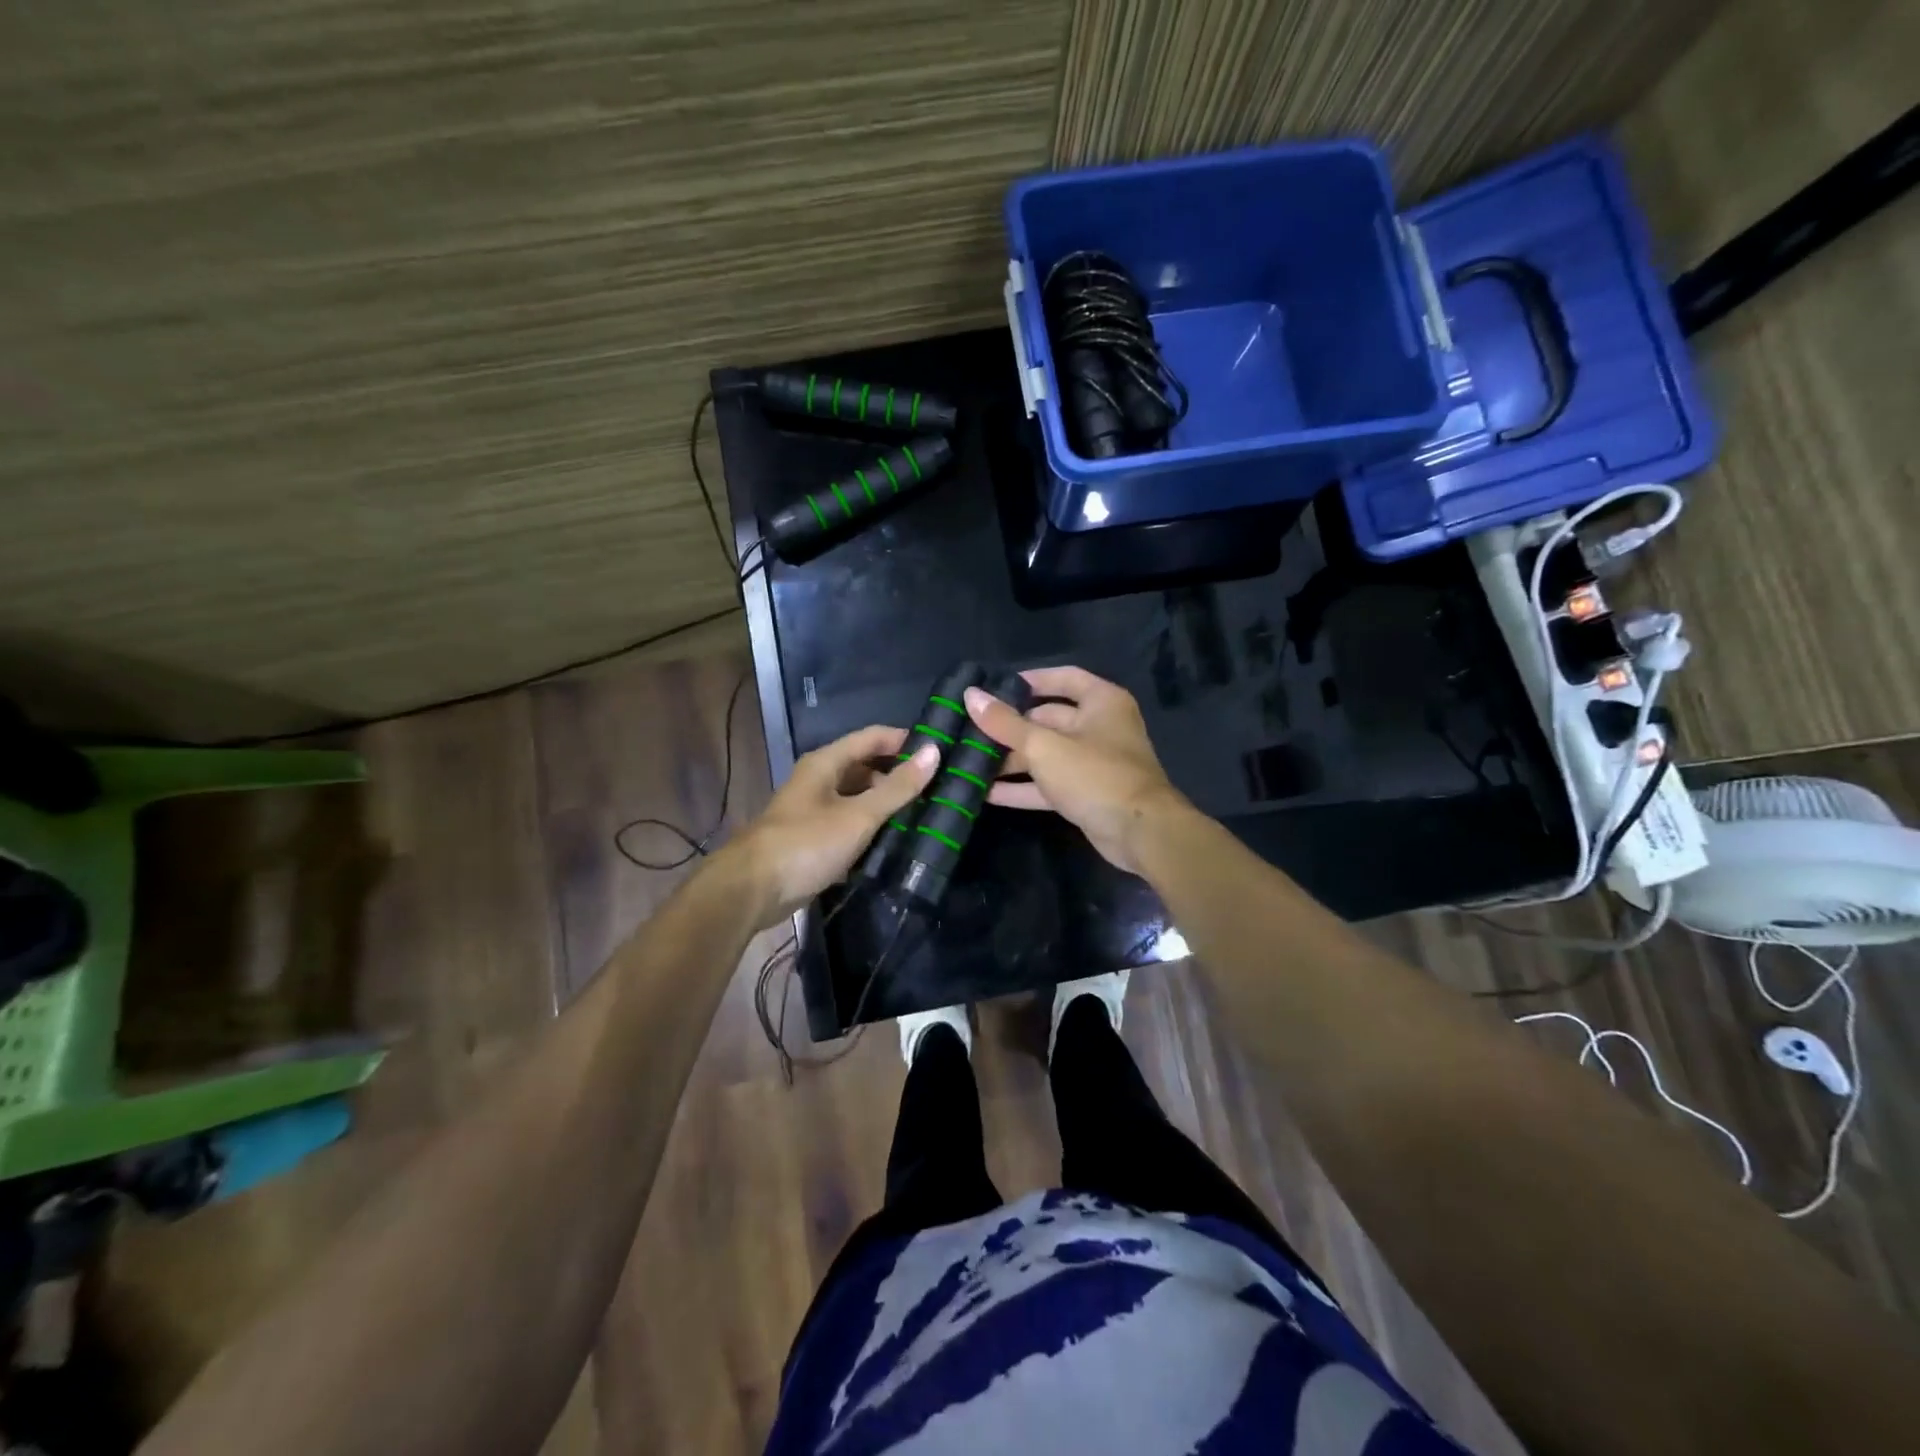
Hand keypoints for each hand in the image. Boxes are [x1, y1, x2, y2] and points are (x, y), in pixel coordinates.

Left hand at [730, 726, 939, 925]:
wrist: (752, 890)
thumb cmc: (807, 843)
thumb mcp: (859, 815)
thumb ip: (897, 787)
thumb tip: (934, 752)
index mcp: (826, 763)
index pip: (872, 737)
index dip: (904, 740)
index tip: (939, 751)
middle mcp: (818, 780)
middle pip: (864, 766)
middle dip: (897, 773)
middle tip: (937, 786)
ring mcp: (813, 810)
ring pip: (857, 796)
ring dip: (885, 803)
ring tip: (923, 813)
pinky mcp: (813, 839)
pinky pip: (849, 823)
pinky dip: (870, 827)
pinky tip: (894, 840)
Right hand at [963, 667, 1183, 874]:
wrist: (1140, 833)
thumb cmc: (1095, 775)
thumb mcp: (1044, 746)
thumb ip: (1005, 723)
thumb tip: (971, 695)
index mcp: (1101, 702)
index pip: (1063, 678)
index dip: (1030, 680)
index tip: (994, 687)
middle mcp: (1100, 727)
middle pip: (1048, 719)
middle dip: (1010, 728)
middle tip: (970, 730)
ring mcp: (1093, 763)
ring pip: (1046, 754)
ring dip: (1012, 760)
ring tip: (970, 762)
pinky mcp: (1086, 794)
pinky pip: (1049, 784)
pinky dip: (1022, 788)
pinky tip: (986, 793)